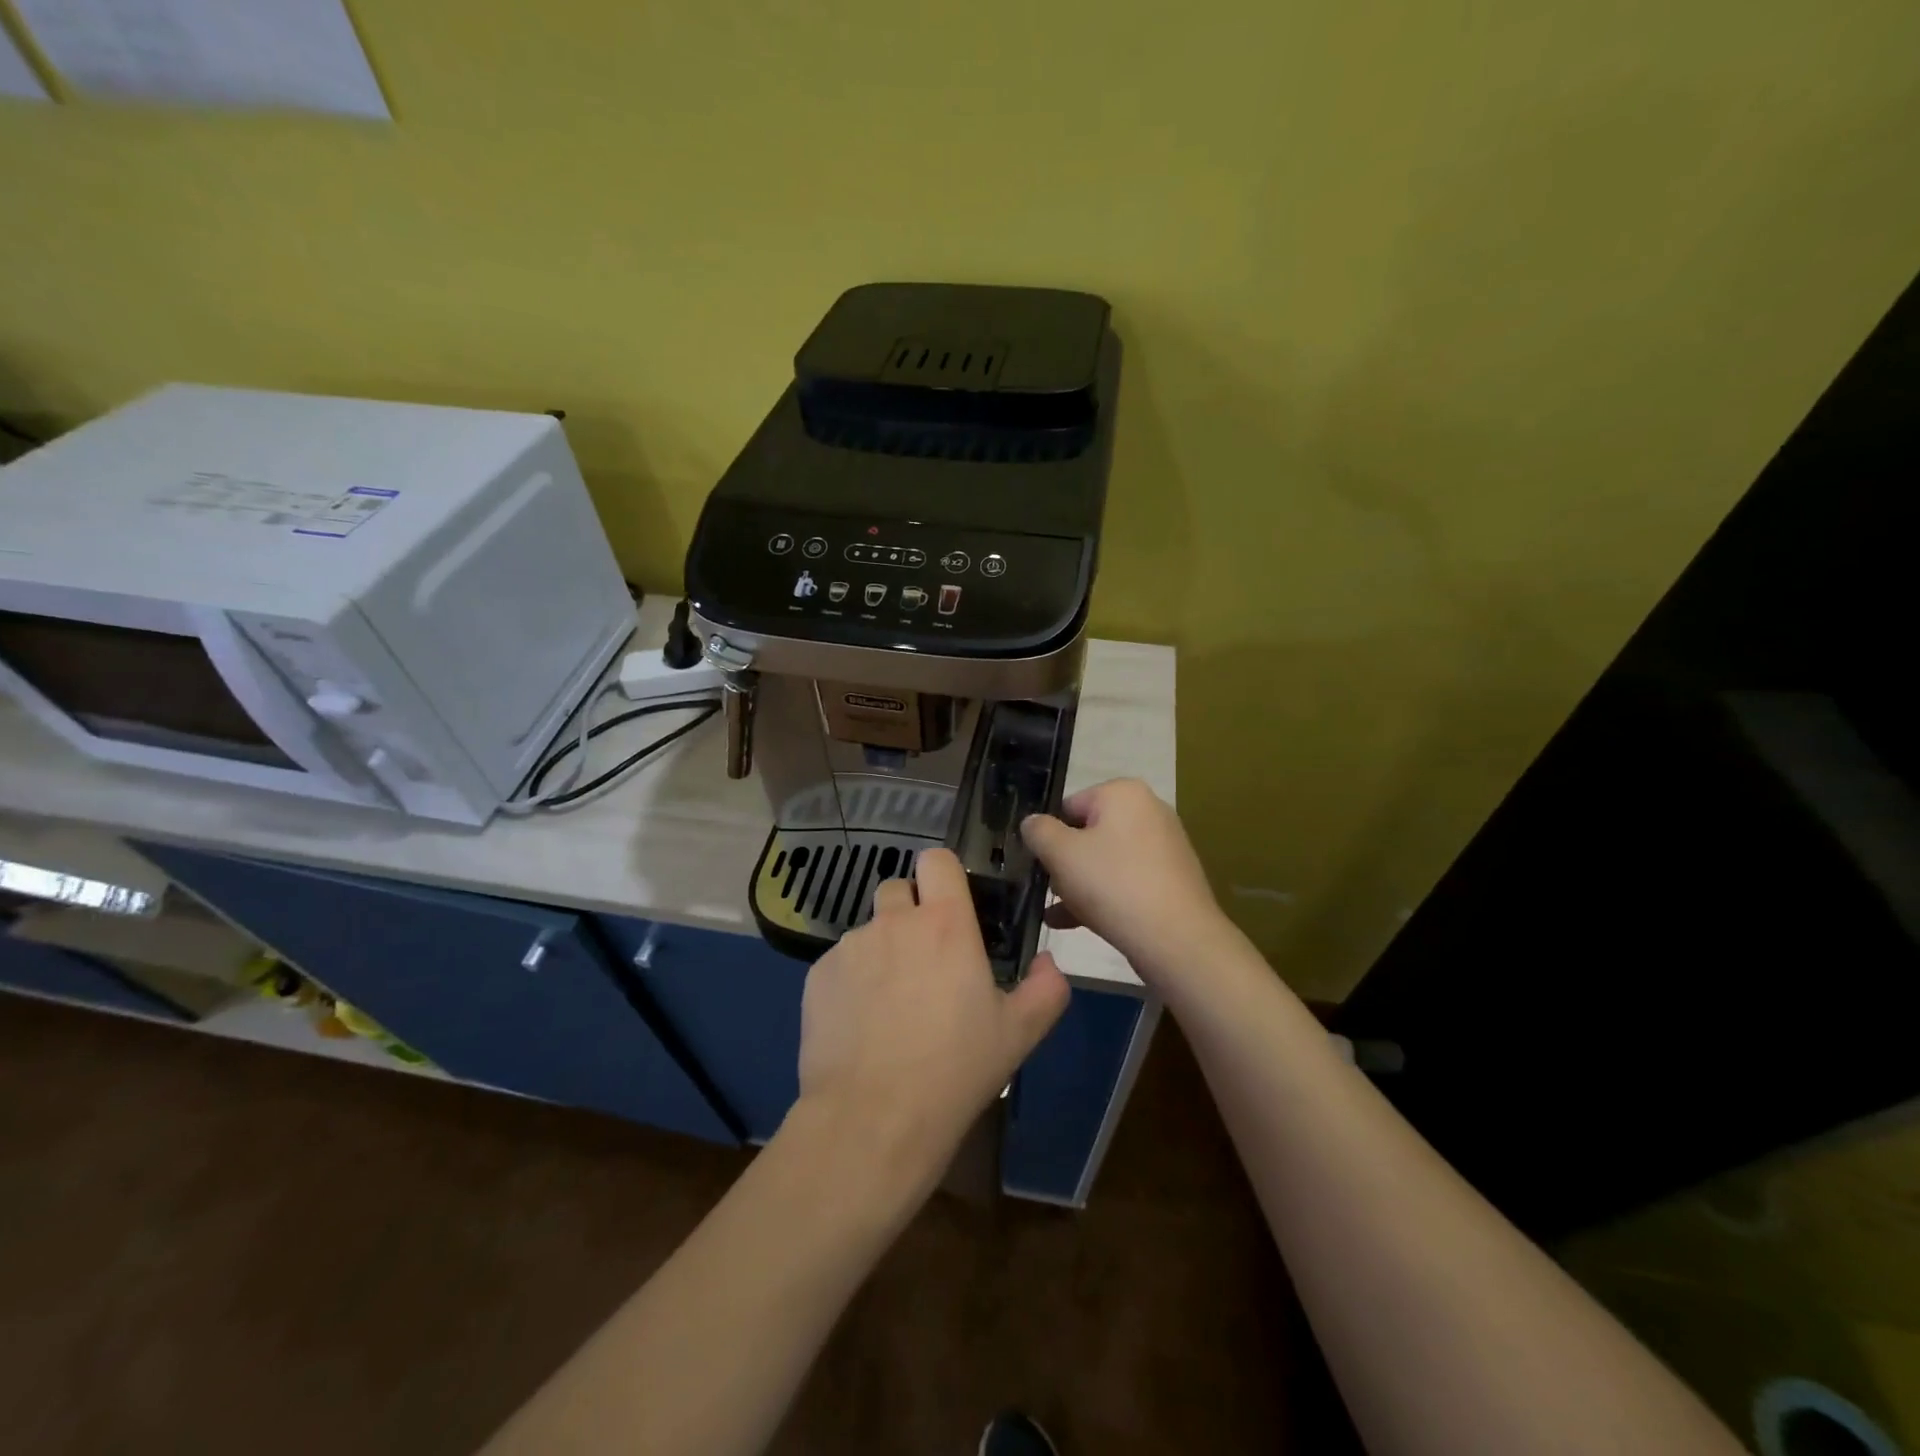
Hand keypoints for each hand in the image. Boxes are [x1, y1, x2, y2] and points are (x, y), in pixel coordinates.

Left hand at [795, 848, 1070, 1181]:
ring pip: (869, 930)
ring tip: (890, 1004)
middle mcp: (894, 922)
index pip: (937, 860)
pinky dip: (851, 981)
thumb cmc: (954, 1071)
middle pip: (898, 889)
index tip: (952, 905)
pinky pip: (840, 963)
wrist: (872, 1119)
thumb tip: (1048, 962)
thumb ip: (1046, 989)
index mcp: (945, 924)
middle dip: (910, 912)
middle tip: (925, 959)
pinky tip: (860, 1026)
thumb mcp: (1018, 1034)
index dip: (944, 875)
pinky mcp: (817, 976)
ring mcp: (850, 947)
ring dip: (882, 950)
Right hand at [1020, 778, 1234, 984]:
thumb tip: (1032, 823)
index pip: (1069, 806)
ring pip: (1106, 860)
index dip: (1048, 835)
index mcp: (1124, 793)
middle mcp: (1149, 811)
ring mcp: (1164, 846)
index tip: (1038, 864)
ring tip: (1056, 913)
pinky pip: (1126, 880)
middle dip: (1064, 862)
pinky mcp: (1171, 879)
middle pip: (1088, 833)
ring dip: (1078, 884)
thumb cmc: (1113, 884)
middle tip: (1049, 889)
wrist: (1176, 939)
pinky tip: (1074, 924)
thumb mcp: (1061, 854)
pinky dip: (1102, 896)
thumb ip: (1038, 831)